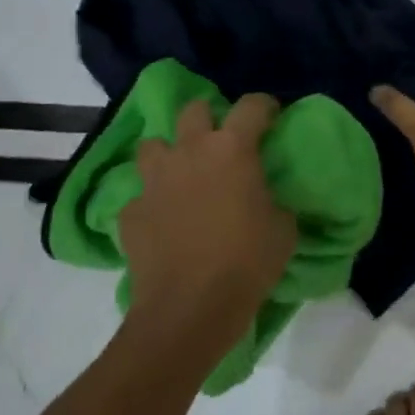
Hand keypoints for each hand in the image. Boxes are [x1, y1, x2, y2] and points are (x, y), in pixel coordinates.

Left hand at [120, 94, 297, 331]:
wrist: (190, 309)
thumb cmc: (248, 262)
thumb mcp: (283, 227)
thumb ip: (274, 199)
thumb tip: (265, 196)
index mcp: (232, 149)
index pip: (252, 105)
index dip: (265, 106)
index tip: (272, 117)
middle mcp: (190, 152)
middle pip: (194, 110)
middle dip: (209, 118)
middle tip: (221, 141)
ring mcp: (154, 180)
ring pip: (153, 145)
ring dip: (170, 153)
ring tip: (183, 174)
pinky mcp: (131, 212)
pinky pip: (140, 195)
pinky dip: (152, 202)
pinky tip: (164, 221)